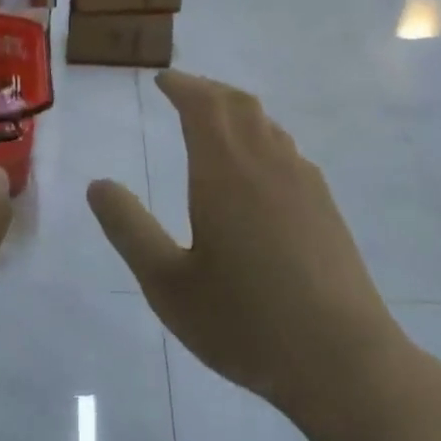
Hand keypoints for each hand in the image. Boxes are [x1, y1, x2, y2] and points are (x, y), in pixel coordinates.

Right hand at [87, 71, 399, 424]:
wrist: (342, 360)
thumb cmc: (243, 322)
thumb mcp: (167, 283)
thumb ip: (129, 228)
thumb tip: (98, 185)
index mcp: (225, 172)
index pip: (203, 105)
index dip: (181, 86)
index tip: (162, 80)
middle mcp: (268, 164)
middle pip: (239, 105)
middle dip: (208, 90)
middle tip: (183, 92)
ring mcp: (305, 184)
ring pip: (268, 126)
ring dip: (237, 112)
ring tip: (215, 123)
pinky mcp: (326, 208)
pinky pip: (288, 151)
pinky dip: (261, 139)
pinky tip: (256, 171)